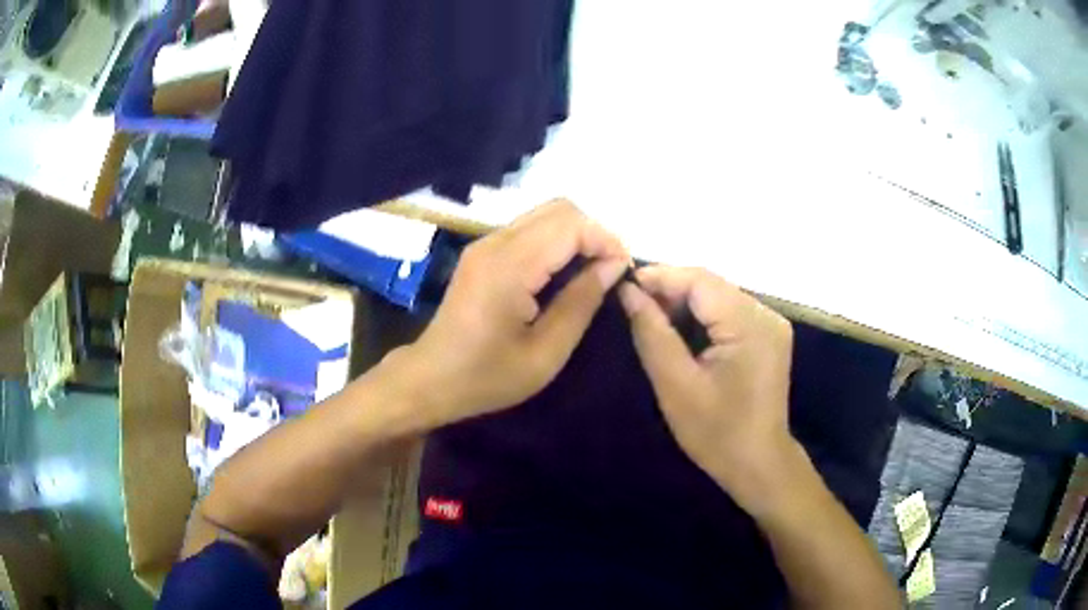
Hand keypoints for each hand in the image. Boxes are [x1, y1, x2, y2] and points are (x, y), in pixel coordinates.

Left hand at [397, 200, 629, 428]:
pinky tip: (563, 272)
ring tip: (592, 272)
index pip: (571, 225)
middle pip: (559, 208)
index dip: (605, 240)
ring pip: (545, 214)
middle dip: (593, 232)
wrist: (431, 379)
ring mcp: (485, 243)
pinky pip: (530, 228)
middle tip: (609, 271)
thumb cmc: (488, 376)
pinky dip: (557, 240)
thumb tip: (614, 265)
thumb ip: (581, 302)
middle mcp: (496, 243)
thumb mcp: (545, 353)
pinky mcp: (483, 251)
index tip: (623, 271)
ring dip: (576, 234)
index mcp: (509, 267)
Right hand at [618, 266, 796, 511]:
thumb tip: (628, 291)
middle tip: (634, 303)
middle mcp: (766, 315)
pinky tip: (682, 329)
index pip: (700, 281)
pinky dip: (702, 315)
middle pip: (711, 285)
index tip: (624, 284)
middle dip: (671, 289)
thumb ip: (652, 333)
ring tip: (652, 316)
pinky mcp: (769, 335)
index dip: (661, 276)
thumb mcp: (676, 385)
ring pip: (719, 295)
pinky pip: (730, 311)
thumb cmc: (716, 433)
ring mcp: (771, 324)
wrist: (758, 464)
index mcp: (749, 325)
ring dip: (685, 301)